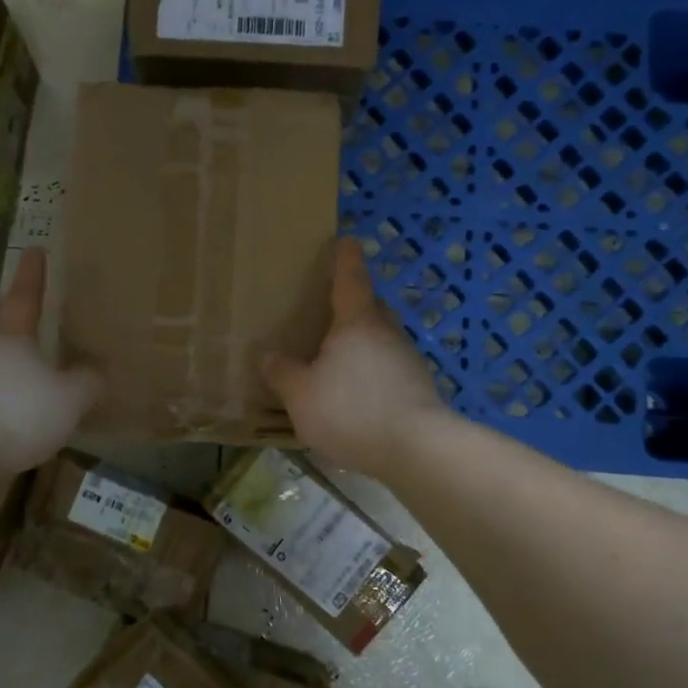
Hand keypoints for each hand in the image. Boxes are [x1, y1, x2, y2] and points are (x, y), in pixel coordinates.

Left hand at [0, 248, 101, 473]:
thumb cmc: (17, 409)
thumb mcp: (70, 396)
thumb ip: (89, 381)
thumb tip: (99, 370)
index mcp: (13, 333)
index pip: (26, 293)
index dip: (33, 272)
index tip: (36, 249)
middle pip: (6, 323)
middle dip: (22, 313)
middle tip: (38, 304)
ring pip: (0, 357)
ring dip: (19, 356)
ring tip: (42, 359)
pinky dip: (14, 389)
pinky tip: (28, 405)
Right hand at [262, 238, 447, 477]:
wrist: (416, 448)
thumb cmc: (351, 410)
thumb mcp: (301, 395)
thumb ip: (282, 373)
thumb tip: (267, 355)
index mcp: (356, 323)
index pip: (350, 280)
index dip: (345, 259)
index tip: (347, 239)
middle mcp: (387, 333)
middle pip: (372, 308)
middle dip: (356, 304)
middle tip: (335, 310)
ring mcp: (409, 361)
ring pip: (384, 339)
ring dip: (366, 343)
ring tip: (343, 360)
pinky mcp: (420, 389)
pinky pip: (392, 369)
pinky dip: (376, 373)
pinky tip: (362, 395)